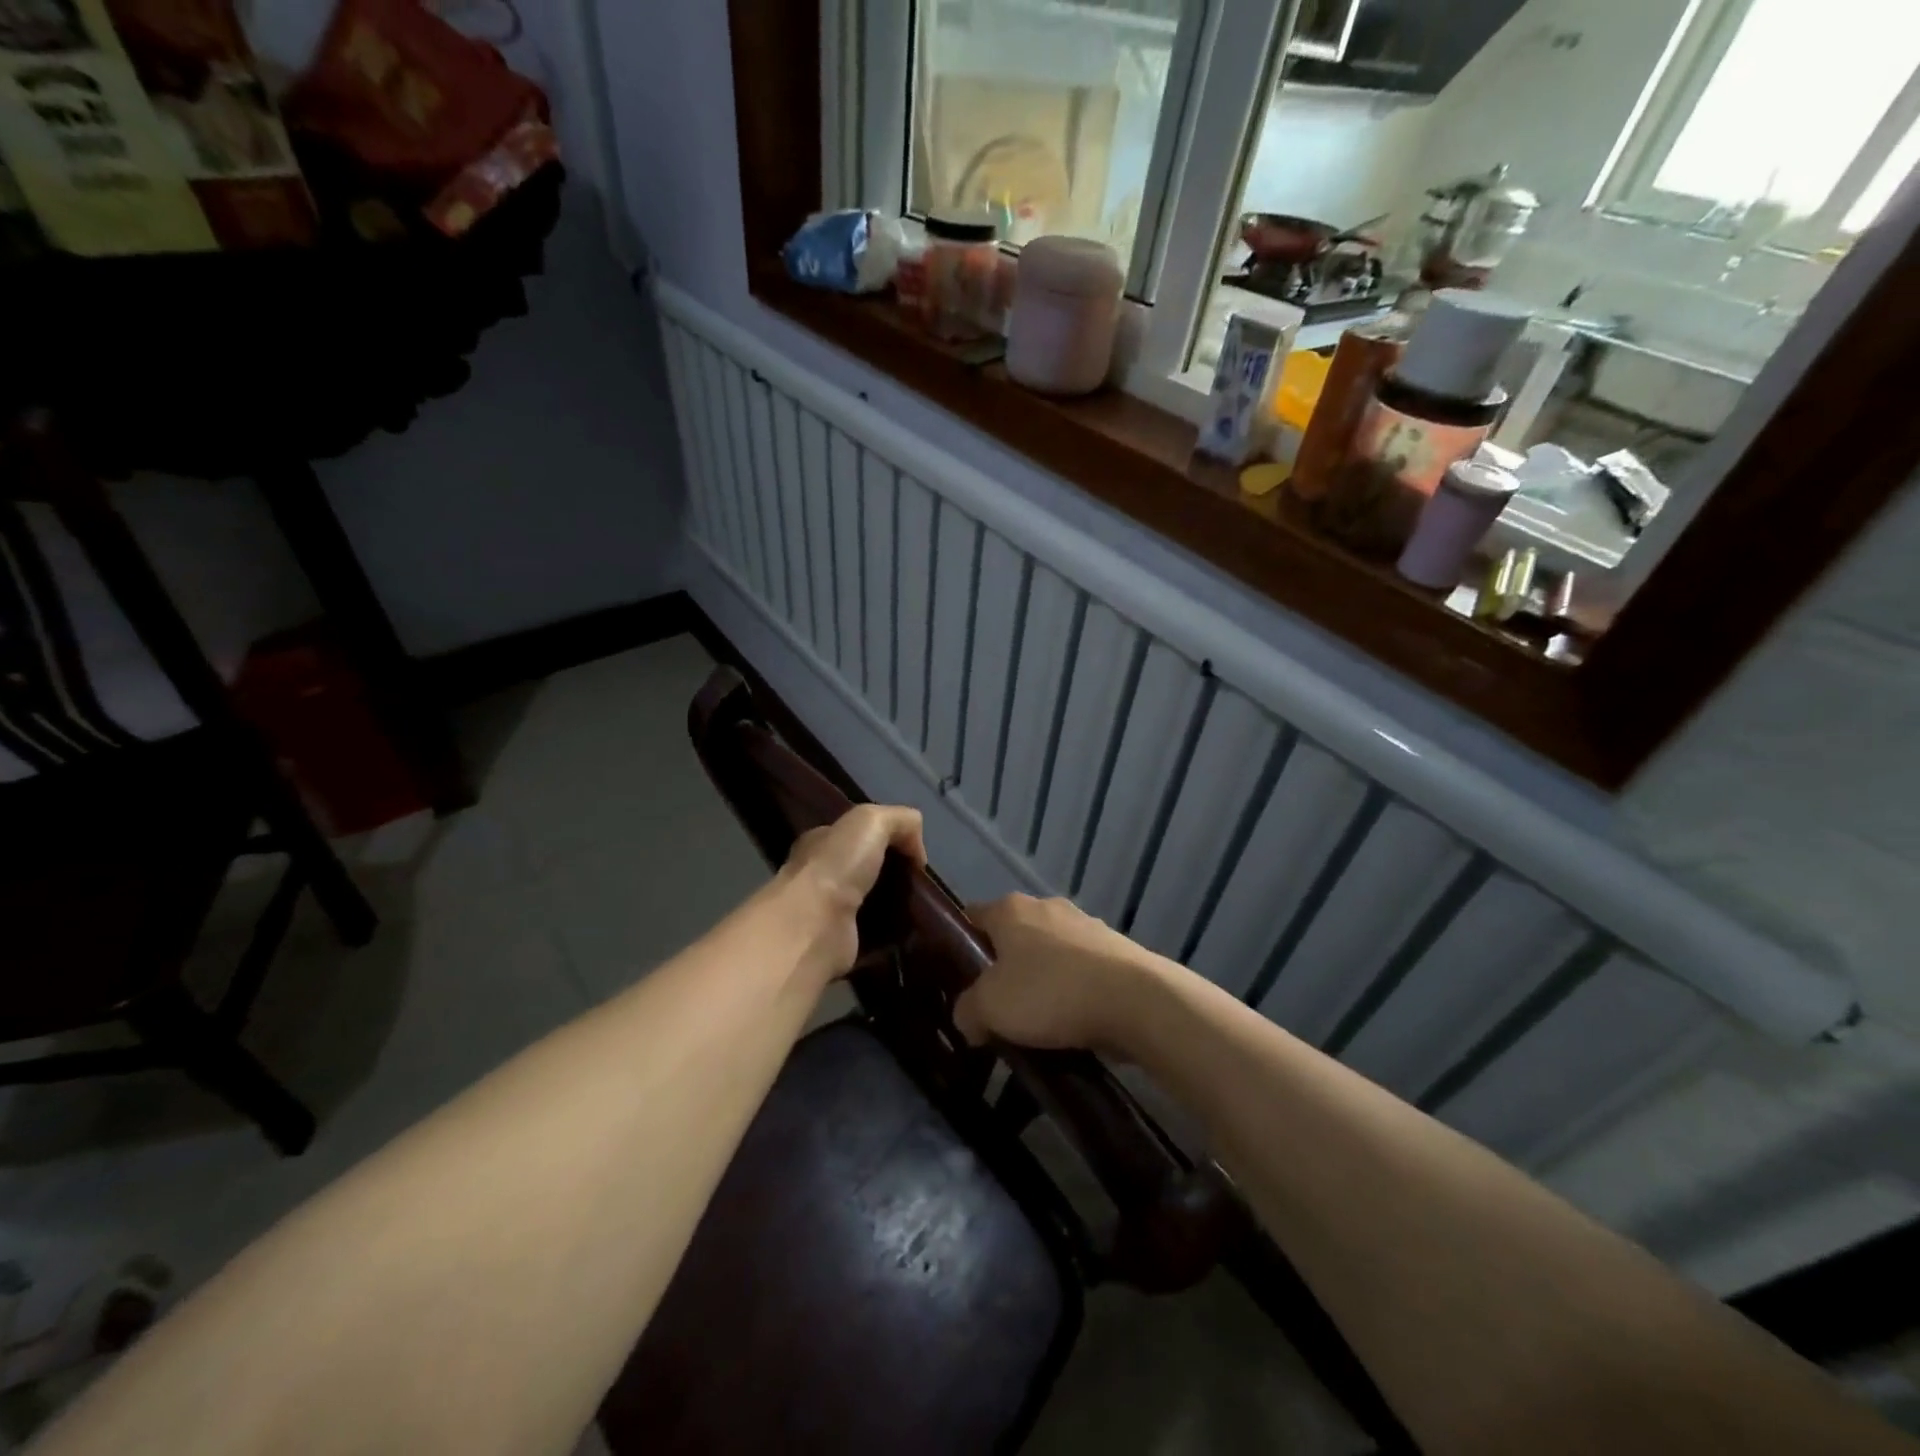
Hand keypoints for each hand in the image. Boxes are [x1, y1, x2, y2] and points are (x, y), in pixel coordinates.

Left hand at [779, 804, 925, 979]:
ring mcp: (829, 912)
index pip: (857, 835)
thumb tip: (917, 853)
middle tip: (921, 883)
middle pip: (867, 869)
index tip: (913, 853)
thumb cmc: (837, 865)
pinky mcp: (842, 944)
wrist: (814, 927)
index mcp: (821, 842)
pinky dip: (893, 935)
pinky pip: (875, 936)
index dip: (888, 838)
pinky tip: (913, 932)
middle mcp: (821, 876)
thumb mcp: (872, 820)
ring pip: (873, 903)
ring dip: (897, 906)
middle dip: (895, 874)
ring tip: (922, 908)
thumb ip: (900, 821)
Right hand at [952, 894, 1163, 1054]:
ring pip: (1049, 953)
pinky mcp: (1116, 949)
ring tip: (1037, 1025)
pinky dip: (1073, 991)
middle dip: (1003, 969)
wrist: (1135, 1000)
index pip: (972, 916)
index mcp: (1011, 909)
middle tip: (996, 1008)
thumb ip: (967, 1011)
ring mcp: (1085, 925)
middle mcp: (1046, 907)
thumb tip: (968, 1019)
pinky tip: (1072, 1024)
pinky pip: (1081, 971)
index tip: (958, 978)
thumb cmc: (1049, 992)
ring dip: (1041, 981)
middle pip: (1012, 936)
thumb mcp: (989, 1008)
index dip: (960, 944)